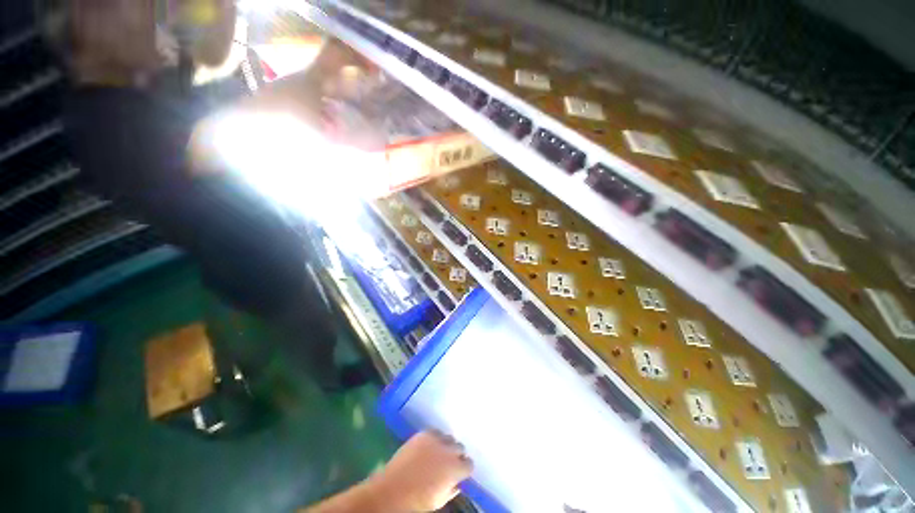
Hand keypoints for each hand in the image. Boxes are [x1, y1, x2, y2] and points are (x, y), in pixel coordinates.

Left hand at [367, 431, 473, 511]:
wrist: (392, 491)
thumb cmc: (417, 501)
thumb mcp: (439, 501)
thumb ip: (451, 489)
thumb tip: (456, 483)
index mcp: (455, 468)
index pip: (469, 464)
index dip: (464, 469)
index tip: (460, 472)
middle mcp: (448, 450)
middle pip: (460, 447)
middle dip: (457, 455)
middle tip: (448, 463)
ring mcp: (435, 439)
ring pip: (449, 437)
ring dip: (447, 445)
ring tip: (439, 453)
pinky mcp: (423, 434)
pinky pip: (435, 432)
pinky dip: (435, 438)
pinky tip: (429, 447)